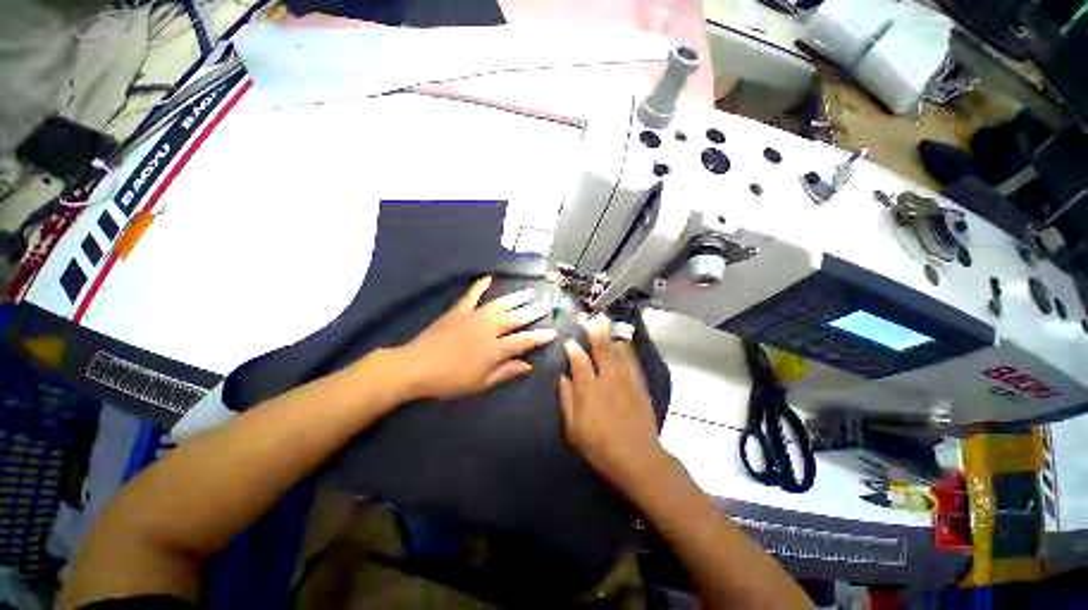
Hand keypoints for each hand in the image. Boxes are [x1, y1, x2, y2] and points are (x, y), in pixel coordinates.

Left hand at [391, 276, 555, 400]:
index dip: (539, 337)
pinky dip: (480, 285)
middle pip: (516, 318)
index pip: (524, 341)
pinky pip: (472, 295)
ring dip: (516, 297)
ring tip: (529, 291)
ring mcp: (474, 317)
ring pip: (500, 304)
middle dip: (533, 312)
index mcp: (495, 349)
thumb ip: (506, 372)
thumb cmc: (450, 381)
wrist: (416, 366)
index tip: (552, 332)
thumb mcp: (481, 383)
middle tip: (545, 305)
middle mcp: (489, 329)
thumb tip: (528, 365)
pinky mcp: (459, 310)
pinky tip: (488, 277)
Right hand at [559, 316, 666, 495]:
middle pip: (600, 350)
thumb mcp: (574, 429)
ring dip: (609, 335)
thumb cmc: (600, 446)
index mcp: (589, 390)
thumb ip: (567, 400)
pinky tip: (624, 340)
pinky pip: (632, 361)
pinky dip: (627, 348)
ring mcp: (626, 380)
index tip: (569, 340)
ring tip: (604, 320)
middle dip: (593, 333)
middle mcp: (607, 379)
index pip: (579, 362)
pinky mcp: (639, 385)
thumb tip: (563, 378)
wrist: (638, 458)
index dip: (573, 349)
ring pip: (617, 351)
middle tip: (589, 318)